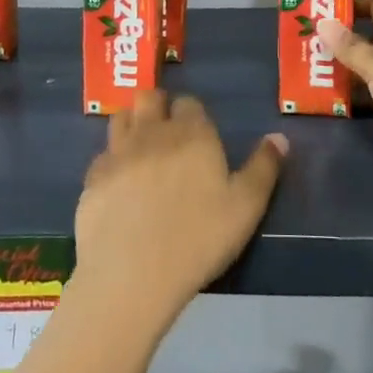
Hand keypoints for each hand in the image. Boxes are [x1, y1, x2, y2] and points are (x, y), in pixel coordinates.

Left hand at [74, 91, 287, 329]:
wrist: (131, 275)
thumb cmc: (198, 239)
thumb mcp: (246, 207)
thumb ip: (264, 168)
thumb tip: (279, 137)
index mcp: (192, 133)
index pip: (189, 103)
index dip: (192, 114)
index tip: (198, 134)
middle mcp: (152, 131)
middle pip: (149, 97)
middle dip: (158, 105)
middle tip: (166, 132)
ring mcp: (118, 152)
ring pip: (122, 117)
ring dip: (132, 123)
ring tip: (141, 148)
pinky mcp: (92, 178)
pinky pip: (103, 155)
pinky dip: (112, 160)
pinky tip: (118, 183)